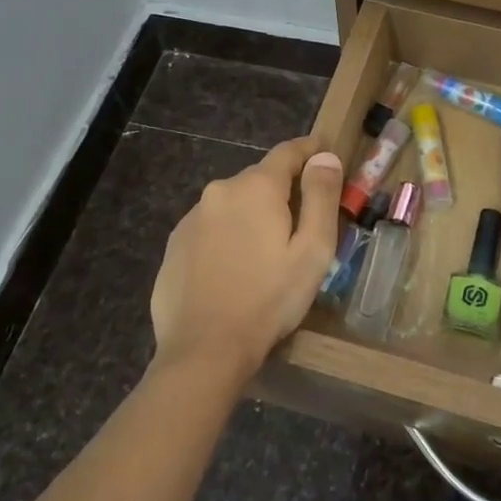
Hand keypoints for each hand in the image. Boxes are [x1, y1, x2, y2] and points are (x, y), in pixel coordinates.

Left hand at [149, 137, 343, 381]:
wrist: (204, 350)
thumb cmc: (269, 299)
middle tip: (303, 219)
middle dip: (283, 190)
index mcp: (256, 187)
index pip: (288, 152)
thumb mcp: (312, 249)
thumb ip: (321, 196)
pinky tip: (236, 268)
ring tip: (268, 251)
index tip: (325, 149)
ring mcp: (192, 218)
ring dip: (253, 215)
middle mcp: (220, 191)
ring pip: (234, 204)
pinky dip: (229, 236)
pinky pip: (211, 228)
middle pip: (260, 179)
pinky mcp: (175, 245)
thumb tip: (325, 156)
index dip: (310, 149)